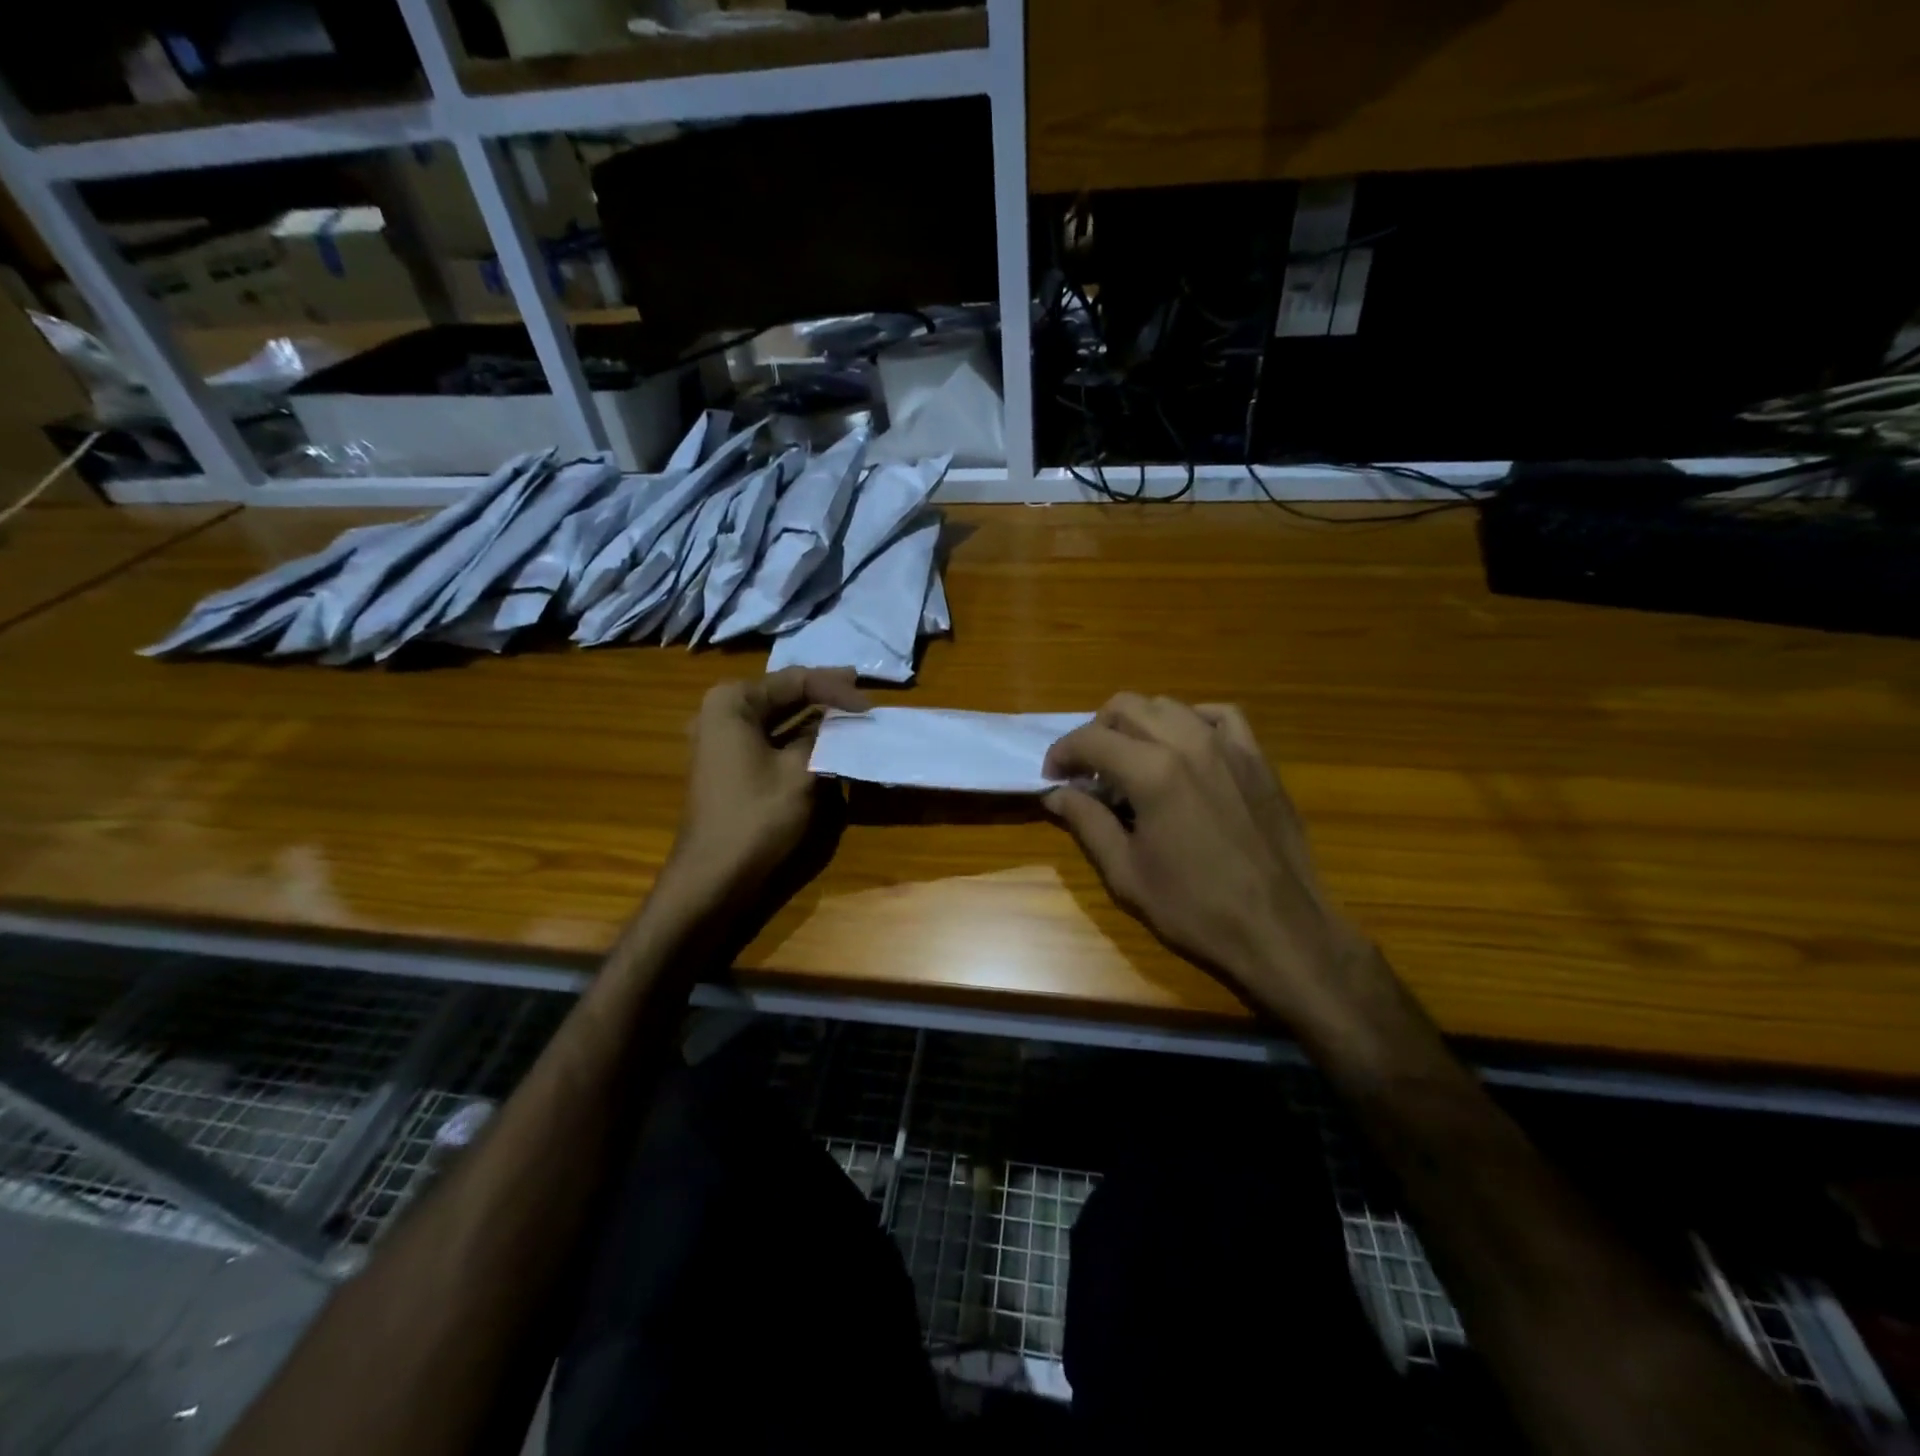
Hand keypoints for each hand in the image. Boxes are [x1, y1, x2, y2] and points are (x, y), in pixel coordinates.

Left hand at [663, 667, 869, 907]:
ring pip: (778, 719)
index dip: (836, 688)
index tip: (869, 704)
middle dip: (824, 697)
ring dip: (813, 720)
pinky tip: (825, 743)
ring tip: (849, 717)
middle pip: (783, 695)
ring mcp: (721, 741)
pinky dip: (798, 740)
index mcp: (732, 702)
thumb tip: (844, 724)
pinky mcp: (729, 766)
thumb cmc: (756, 816)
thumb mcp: (801, 771)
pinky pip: (770, 741)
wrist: (713, 876)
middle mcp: (720, 713)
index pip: (795, 680)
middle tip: (862, 696)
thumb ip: (825, 737)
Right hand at [1043, 693, 1368, 1019]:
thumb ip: (1087, 822)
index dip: (1061, 753)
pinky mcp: (1257, 756)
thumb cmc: (1195, 908)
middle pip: (1126, 707)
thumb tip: (1055, 793)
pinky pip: (1219, 715)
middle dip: (1096, 732)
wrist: (1280, 929)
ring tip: (1131, 758)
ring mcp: (1228, 745)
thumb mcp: (1126, 872)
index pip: (1090, 739)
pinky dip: (1191, 720)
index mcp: (1151, 771)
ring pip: (1169, 705)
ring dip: (1138, 723)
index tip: (1052, 776)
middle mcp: (1188, 742)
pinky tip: (1184, 746)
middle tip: (1089, 770)